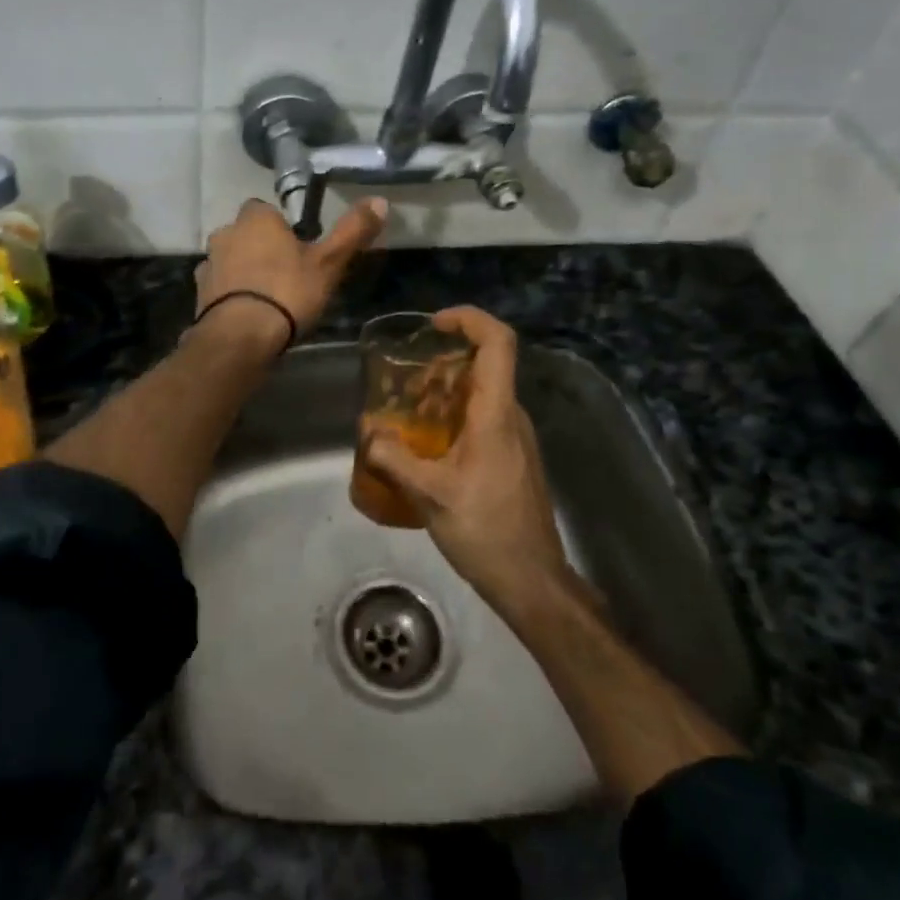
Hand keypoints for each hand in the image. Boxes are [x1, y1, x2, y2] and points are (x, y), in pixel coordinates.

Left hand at [195, 197, 387, 351]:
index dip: (281, 226)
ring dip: (244, 272)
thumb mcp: (329, 263)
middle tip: (286, 273)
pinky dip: (231, 295)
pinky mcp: (199, 295)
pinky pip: (219, 287)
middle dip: (261, 248)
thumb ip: (352, 231)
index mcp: (256, 219)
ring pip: (230, 260)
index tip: (298, 247)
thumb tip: (380, 201)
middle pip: (245, 234)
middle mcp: (226, 234)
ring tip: (268, 298)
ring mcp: (208, 265)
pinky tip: (248, 314)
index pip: (265, 209)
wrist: (240, 337)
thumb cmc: (287, 292)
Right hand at [363, 306, 569, 612]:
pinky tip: (426, 447)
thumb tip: (368, 433)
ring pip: (481, 394)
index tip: (435, 324)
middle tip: (404, 381)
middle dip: (442, 362)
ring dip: (444, 392)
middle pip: (484, 365)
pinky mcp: (512, 457)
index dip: (469, 320)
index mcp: (496, 414)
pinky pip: (482, 418)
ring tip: (406, 414)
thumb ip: (394, 459)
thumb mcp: (430, 495)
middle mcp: (511, 416)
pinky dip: (453, 416)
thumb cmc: (485, 531)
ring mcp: (516, 437)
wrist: (531, 580)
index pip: (498, 343)